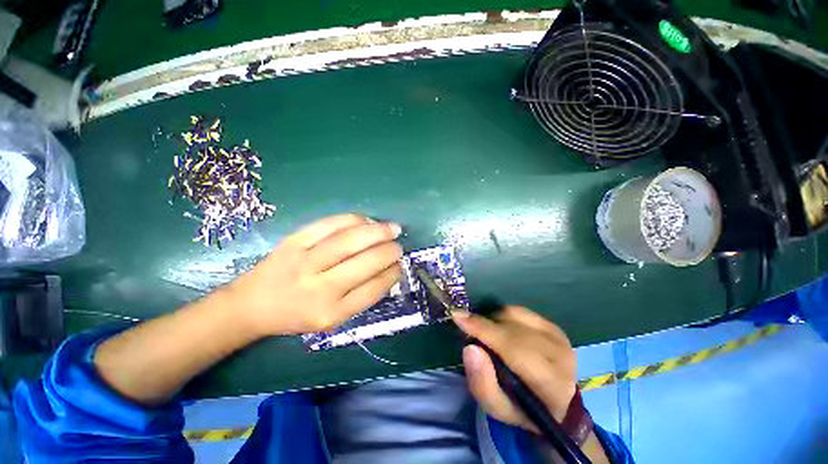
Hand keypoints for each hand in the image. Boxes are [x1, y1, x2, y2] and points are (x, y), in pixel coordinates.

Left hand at [228, 214, 402, 336]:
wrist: (252, 304)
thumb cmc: (297, 315)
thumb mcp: (332, 319)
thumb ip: (361, 297)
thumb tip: (389, 269)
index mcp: (331, 313)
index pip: (373, 289)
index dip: (392, 273)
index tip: (401, 265)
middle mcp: (319, 289)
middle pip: (365, 262)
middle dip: (389, 251)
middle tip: (399, 245)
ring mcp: (304, 262)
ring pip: (349, 240)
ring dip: (377, 231)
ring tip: (392, 228)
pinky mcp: (293, 242)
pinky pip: (329, 225)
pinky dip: (353, 219)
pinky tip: (366, 220)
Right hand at [452, 306, 576, 432]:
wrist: (556, 403)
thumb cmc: (522, 408)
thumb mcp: (497, 408)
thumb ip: (482, 383)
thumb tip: (470, 347)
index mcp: (550, 385)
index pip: (513, 349)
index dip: (483, 329)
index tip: (458, 317)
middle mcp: (559, 355)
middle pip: (512, 329)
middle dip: (485, 325)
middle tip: (468, 328)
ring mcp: (558, 337)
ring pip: (514, 315)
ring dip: (494, 321)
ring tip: (488, 334)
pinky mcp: (553, 326)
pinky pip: (519, 311)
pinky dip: (504, 316)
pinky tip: (501, 329)